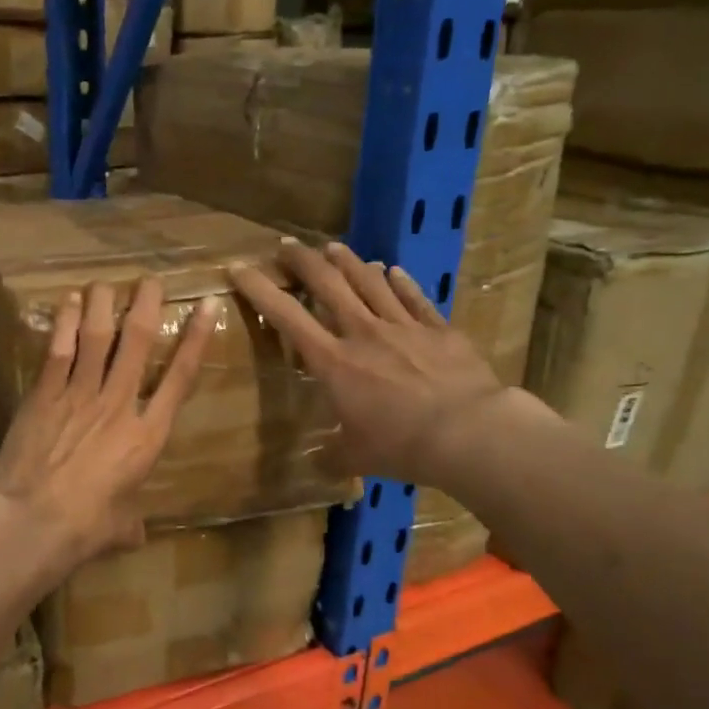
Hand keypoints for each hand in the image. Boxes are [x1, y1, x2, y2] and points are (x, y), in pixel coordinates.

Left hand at [0, 277, 219, 572]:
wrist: (36, 520)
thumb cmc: (87, 528)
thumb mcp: (122, 527)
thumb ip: (132, 521)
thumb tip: (136, 534)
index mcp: (147, 435)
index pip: (180, 377)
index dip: (195, 339)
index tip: (204, 305)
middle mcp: (119, 404)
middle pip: (137, 342)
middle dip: (146, 305)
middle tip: (149, 280)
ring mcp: (80, 395)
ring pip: (96, 336)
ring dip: (103, 303)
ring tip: (106, 283)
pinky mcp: (45, 395)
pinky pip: (59, 350)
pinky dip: (64, 322)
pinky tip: (67, 301)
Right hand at [229, 239, 515, 488]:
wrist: (468, 432)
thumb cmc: (401, 446)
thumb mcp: (356, 457)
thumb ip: (333, 454)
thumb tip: (317, 462)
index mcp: (334, 362)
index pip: (287, 316)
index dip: (259, 289)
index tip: (239, 268)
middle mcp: (363, 333)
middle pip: (328, 283)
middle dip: (302, 260)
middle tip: (286, 245)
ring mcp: (403, 326)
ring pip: (370, 281)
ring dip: (349, 261)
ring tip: (334, 247)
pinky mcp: (438, 328)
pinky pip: (414, 297)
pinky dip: (400, 281)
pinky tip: (392, 270)